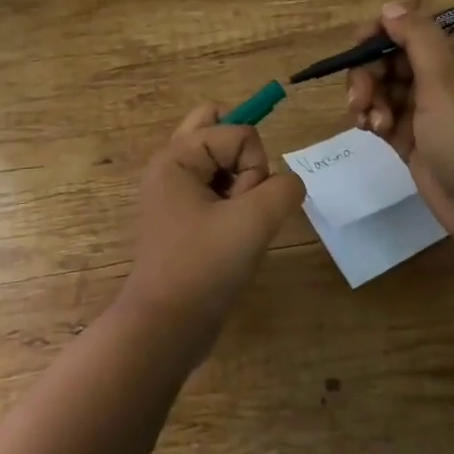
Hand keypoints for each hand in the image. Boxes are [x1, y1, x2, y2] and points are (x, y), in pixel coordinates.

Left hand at [121, 104, 305, 350]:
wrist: (166, 327)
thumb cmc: (203, 266)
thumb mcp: (254, 221)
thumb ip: (284, 189)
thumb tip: (287, 185)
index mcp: (177, 156)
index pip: (239, 132)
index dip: (254, 167)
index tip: (242, 205)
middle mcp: (172, 165)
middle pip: (218, 127)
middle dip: (245, 158)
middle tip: (245, 194)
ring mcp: (176, 192)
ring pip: (221, 160)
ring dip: (241, 184)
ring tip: (237, 222)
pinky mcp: (185, 217)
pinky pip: (218, 189)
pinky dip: (234, 204)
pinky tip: (233, 236)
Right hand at [345, 0, 453, 249]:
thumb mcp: (446, 80)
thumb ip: (417, 37)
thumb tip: (391, 6)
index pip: (415, 24)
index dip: (385, 29)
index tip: (360, 44)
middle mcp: (443, 75)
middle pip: (392, 54)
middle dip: (369, 71)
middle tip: (359, 95)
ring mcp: (427, 107)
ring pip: (382, 84)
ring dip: (368, 96)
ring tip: (370, 121)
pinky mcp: (413, 136)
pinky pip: (382, 113)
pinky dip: (372, 117)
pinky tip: (371, 129)